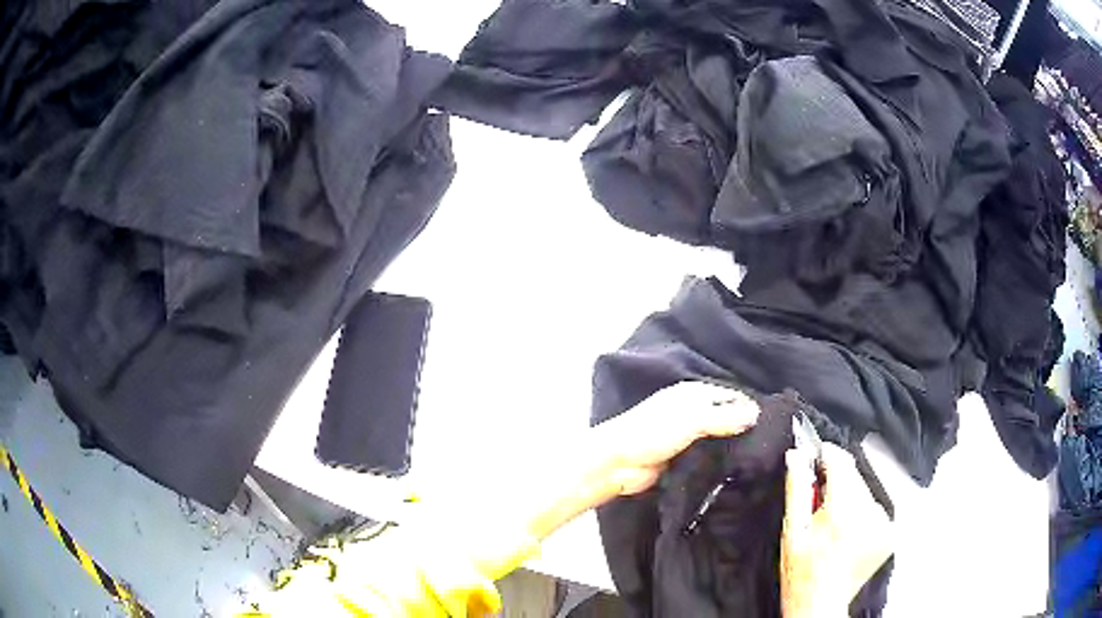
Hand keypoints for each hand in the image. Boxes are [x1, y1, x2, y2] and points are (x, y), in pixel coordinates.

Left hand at [594, 382, 759, 495]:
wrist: (617, 464)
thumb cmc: (652, 432)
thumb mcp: (691, 419)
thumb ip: (723, 417)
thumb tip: (756, 414)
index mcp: (694, 394)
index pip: (731, 396)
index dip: (751, 407)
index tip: (774, 425)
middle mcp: (693, 412)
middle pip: (727, 418)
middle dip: (744, 429)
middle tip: (771, 447)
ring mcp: (688, 437)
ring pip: (718, 441)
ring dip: (733, 449)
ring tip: (760, 462)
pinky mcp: (684, 460)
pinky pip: (708, 459)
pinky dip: (720, 464)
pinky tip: (737, 473)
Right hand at [781, 443, 892, 617]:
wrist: (819, 604)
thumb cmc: (801, 572)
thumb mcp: (792, 530)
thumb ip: (796, 489)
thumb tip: (796, 454)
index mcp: (843, 512)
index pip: (842, 462)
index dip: (827, 454)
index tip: (815, 454)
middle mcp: (869, 514)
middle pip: (854, 476)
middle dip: (836, 480)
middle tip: (818, 500)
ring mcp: (883, 524)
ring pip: (865, 491)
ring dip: (849, 496)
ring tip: (832, 521)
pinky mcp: (889, 532)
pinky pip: (873, 507)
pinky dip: (861, 511)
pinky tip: (847, 530)